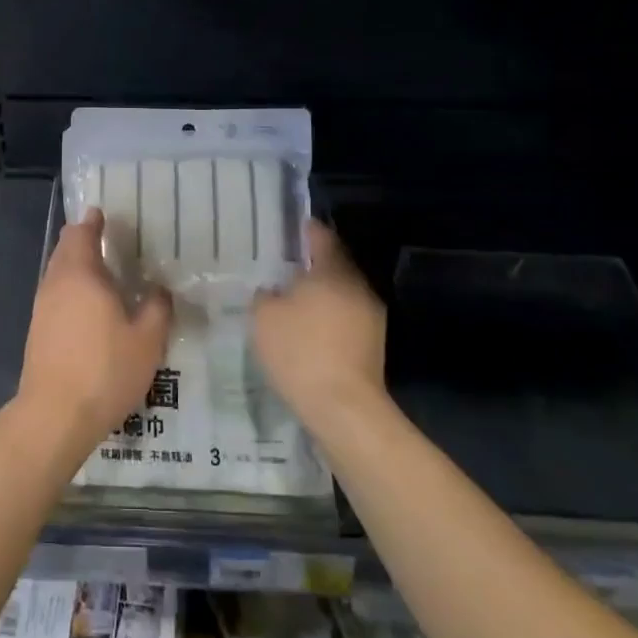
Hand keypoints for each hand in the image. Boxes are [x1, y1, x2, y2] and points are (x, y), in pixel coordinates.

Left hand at [16, 208, 172, 455]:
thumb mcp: (147, 341)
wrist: (55, 415)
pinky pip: (55, 295)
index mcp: (82, 275)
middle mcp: (56, 283)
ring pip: (58, 273)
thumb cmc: (105, 370)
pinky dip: (71, 289)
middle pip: (65, 250)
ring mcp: (42, 308)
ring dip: (76, 266)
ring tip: (102, 272)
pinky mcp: (38, 331)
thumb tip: (159, 289)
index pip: (81, 234)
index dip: (92, 222)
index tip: (103, 214)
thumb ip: (156, 308)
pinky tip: (89, 307)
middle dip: (83, 240)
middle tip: (107, 239)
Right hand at [252, 219, 386, 428]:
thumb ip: (265, 294)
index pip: (321, 237)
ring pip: (341, 294)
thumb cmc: (300, 351)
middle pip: (334, 265)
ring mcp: (371, 317)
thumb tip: (272, 290)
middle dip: (310, 266)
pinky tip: (307, 332)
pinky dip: (328, 318)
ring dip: (320, 295)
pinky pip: (346, 319)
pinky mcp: (373, 346)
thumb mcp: (264, 316)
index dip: (305, 231)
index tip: (289, 229)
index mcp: (333, 271)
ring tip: (291, 302)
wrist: (343, 408)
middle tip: (282, 268)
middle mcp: (358, 287)